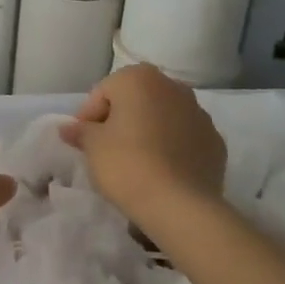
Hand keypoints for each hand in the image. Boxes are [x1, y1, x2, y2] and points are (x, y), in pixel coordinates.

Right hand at [60, 65, 225, 227]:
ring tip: (135, 161)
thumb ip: (80, 131)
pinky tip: (160, 170)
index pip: (103, 92)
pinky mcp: (216, 143)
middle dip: (121, 118)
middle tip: (106, 148)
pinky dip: (171, 147)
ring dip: (148, 131)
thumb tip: (69, 128)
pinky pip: (184, 138)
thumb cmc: (126, 163)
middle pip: (136, 99)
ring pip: (163, 117)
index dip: (89, 116)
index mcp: (139, 78)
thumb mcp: (92, 146)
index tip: (83, 141)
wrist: (179, 205)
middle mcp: (173, 87)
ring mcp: (199, 114)